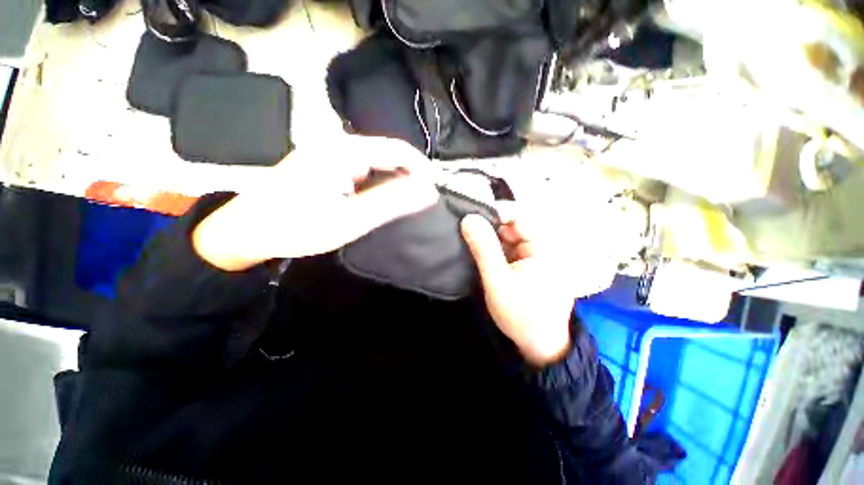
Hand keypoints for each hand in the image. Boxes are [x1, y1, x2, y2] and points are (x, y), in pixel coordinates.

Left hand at [193, 137, 438, 270]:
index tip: (433, 192)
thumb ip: (392, 202)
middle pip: (387, 154)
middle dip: (408, 177)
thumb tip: (428, 192)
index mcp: (344, 151)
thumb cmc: (298, 227)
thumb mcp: (352, 219)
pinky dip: (376, 184)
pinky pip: (361, 170)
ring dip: (393, 182)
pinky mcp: (325, 165)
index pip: (398, 150)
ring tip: (402, 204)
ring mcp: (329, 154)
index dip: (421, 169)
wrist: (246, 232)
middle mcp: (338, 144)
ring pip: (375, 163)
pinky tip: (377, 200)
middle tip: (419, 203)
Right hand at [460, 205, 617, 366]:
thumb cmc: (521, 314)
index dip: (494, 213)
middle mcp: (543, 246)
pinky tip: (482, 255)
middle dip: (489, 228)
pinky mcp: (528, 264)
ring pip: (508, 237)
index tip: (470, 217)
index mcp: (544, 246)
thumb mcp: (497, 281)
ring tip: (470, 243)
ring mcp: (535, 255)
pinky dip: (495, 250)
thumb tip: (468, 218)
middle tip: (465, 233)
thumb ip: (483, 249)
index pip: (518, 216)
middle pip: (512, 225)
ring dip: (490, 240)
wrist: (539, 345)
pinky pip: (509, 249)